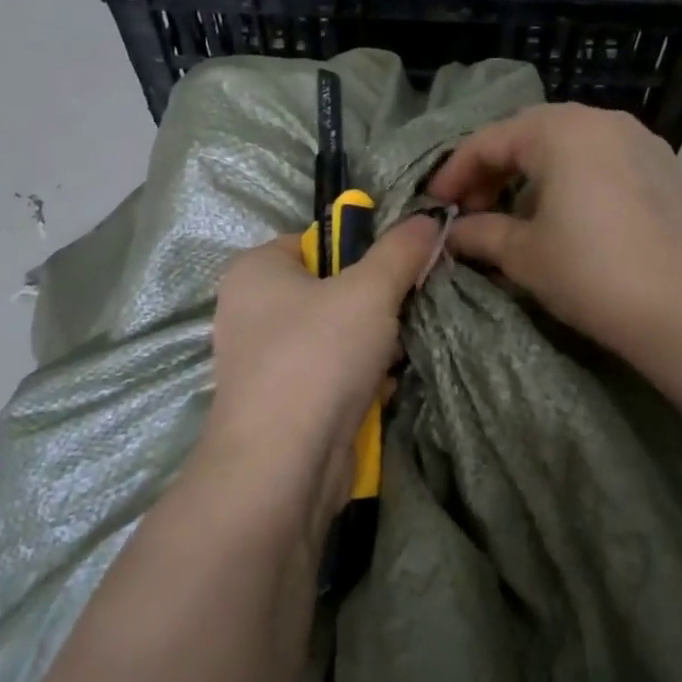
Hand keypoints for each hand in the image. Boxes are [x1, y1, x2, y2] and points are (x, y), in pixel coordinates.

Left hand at [203, 215, 440, 518]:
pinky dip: (361, 377)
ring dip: (375, 343)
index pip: (317, 240)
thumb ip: (401, 250)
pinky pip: (332, 374)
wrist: (283, 464)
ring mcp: (265, 361)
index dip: (363, 250)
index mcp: (255, 270)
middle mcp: (252, 311)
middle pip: (332, 289)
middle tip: (409, 309)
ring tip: (401, 350)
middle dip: (377, 302)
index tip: (403, 267)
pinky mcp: (284, 403)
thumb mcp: (370, 289)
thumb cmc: (318, 355)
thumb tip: (429, 217)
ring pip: (337, 335)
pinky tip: (386, 385)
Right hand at [428, 105, 681, 366]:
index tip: (435, 205)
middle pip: (531, 134)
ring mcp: (641, 141)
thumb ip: (479, 234)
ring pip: (569, 145)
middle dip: (494, 170)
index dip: (455, 172)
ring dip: (533, 174)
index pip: (490, 141)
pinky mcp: (665, 169)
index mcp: (561, 131)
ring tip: (516, 214)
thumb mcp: (524, 255)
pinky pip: (603, 160)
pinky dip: (572, 179)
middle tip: (472, 209)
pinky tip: (568, 216)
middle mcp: (602, 121)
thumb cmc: (592, 273)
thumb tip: (452, 232)